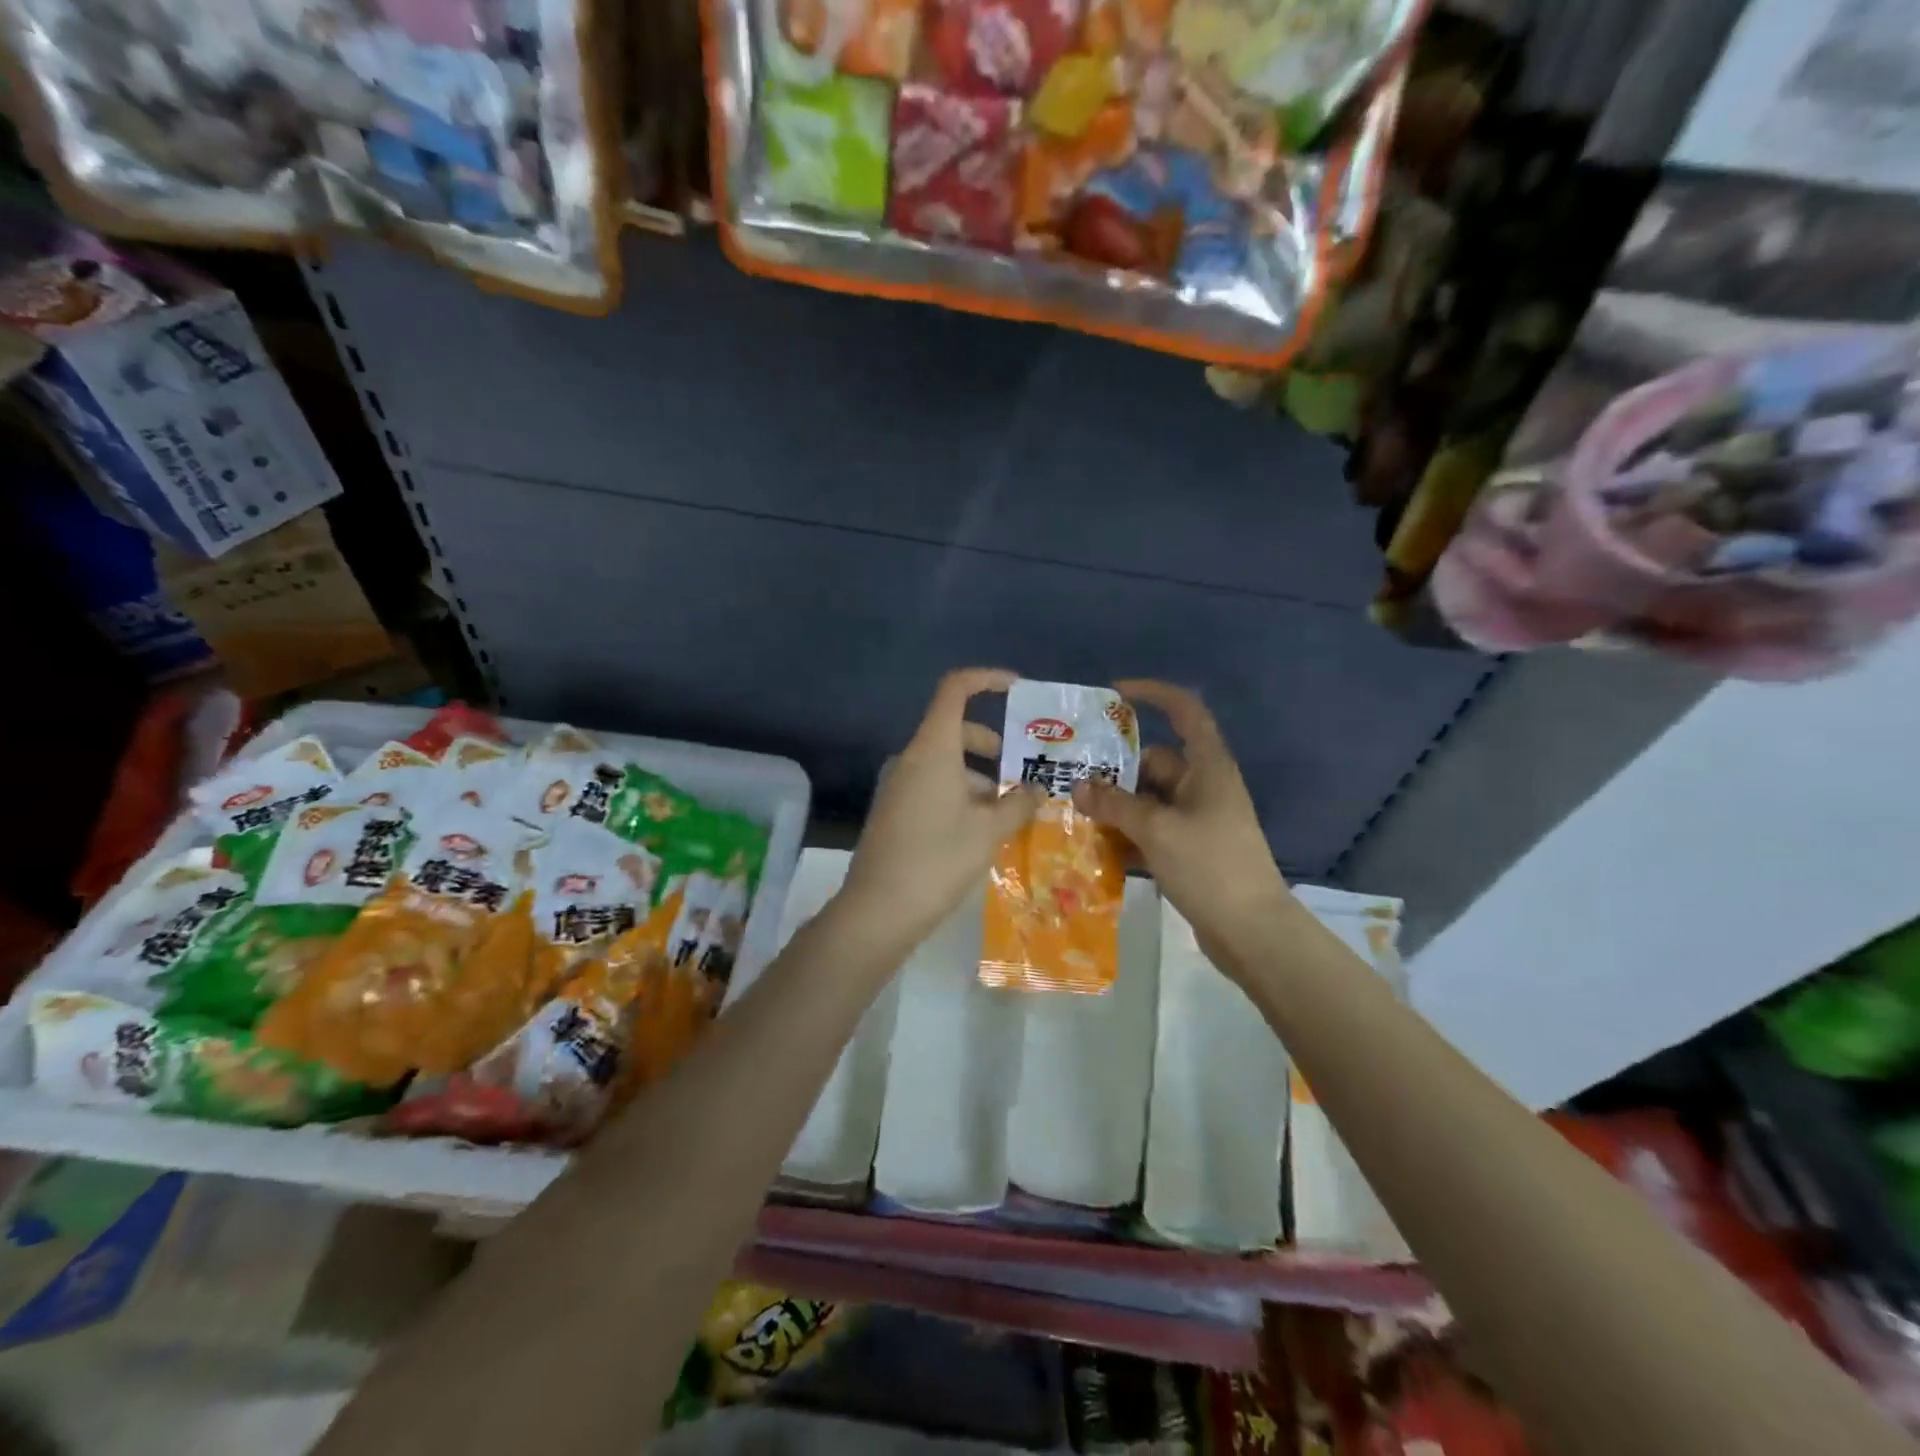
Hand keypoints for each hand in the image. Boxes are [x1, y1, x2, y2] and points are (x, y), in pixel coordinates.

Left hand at [840, 669, 1039, 952]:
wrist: (878, 910)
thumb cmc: (938, 859)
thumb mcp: (989, 831)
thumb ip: (1018, 803)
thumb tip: (1037, 789)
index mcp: (933, 749)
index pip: (955, 690)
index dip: (986, 679)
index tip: (1017, 689)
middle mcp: (911, 758)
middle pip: (955, 730)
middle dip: (992, 745)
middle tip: (1022, 771)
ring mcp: (898, 785)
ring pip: (945, 764)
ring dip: (979, 778)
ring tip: (1009, 812)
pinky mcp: (894, 811)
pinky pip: (932, 787)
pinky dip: (960, 795)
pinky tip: (980, 831)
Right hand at [1072, 680, 1290, 953]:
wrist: (1252, 933)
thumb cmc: (1210, 866)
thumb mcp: (1157, 830)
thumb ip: (1115, 804)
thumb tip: (1079, 785)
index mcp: (1207, 768)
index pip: (1185, 712)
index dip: (1153, 694)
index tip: (1114, 694)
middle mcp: (1202, 787)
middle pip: (1153, 763)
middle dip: (1114, 768)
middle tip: (1069, 774)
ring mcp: (1196, 821)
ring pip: (1147, 800)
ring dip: (1115, 805)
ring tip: (1072, 811)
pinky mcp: (1189, 851)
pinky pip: (1150, 831)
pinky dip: (1126, 835)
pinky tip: (1094, 846)